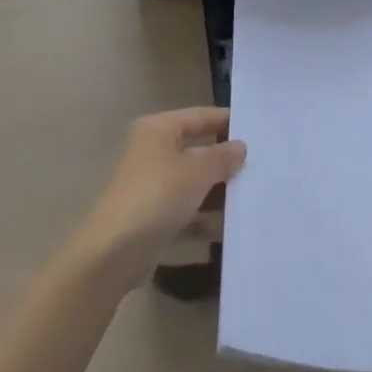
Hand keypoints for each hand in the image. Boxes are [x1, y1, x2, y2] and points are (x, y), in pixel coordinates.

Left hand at [72, 108, 245, 288]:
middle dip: (224, 163)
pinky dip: (203, 220)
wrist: (112, 255)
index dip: (225, 121)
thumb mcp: (197, 172)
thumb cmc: (157, 196)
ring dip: (217, 195)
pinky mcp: (150, 220)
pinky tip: (228, 231)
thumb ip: (222, 157)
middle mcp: (152, 153)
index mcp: (158, 130)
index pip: (198, 117)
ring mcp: (150, 188)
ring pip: (192, 185)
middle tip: (259, 168)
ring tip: (251, 201)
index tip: (255, 129)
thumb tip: (240, 146)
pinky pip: (184, 213)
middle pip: (196, 152)